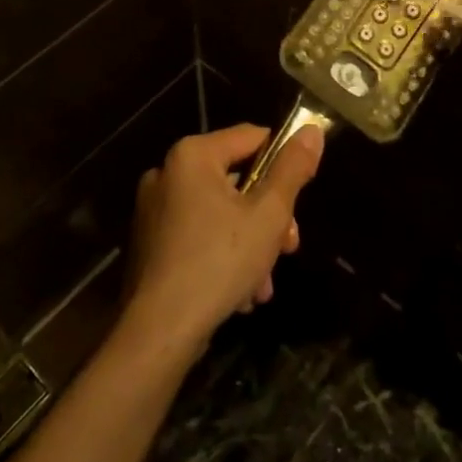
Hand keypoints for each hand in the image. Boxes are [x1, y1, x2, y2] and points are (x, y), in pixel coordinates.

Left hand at [121, 124, 323, 355]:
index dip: (282, 164)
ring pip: (219, 214)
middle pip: (236, 180)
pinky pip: (197, 235)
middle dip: (268, 217)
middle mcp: (167, 173)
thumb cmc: (219, 262)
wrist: (159, 331)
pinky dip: (222, 256)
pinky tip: (239, 293)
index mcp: (193, 155)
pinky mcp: (149, 243)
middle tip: (288, 248)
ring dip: (250, 244)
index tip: (299, 200)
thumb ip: (292, 170)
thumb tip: (312, 130)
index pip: (252, 138)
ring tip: (263, 284)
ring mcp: (153, 209)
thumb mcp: (269, 215)